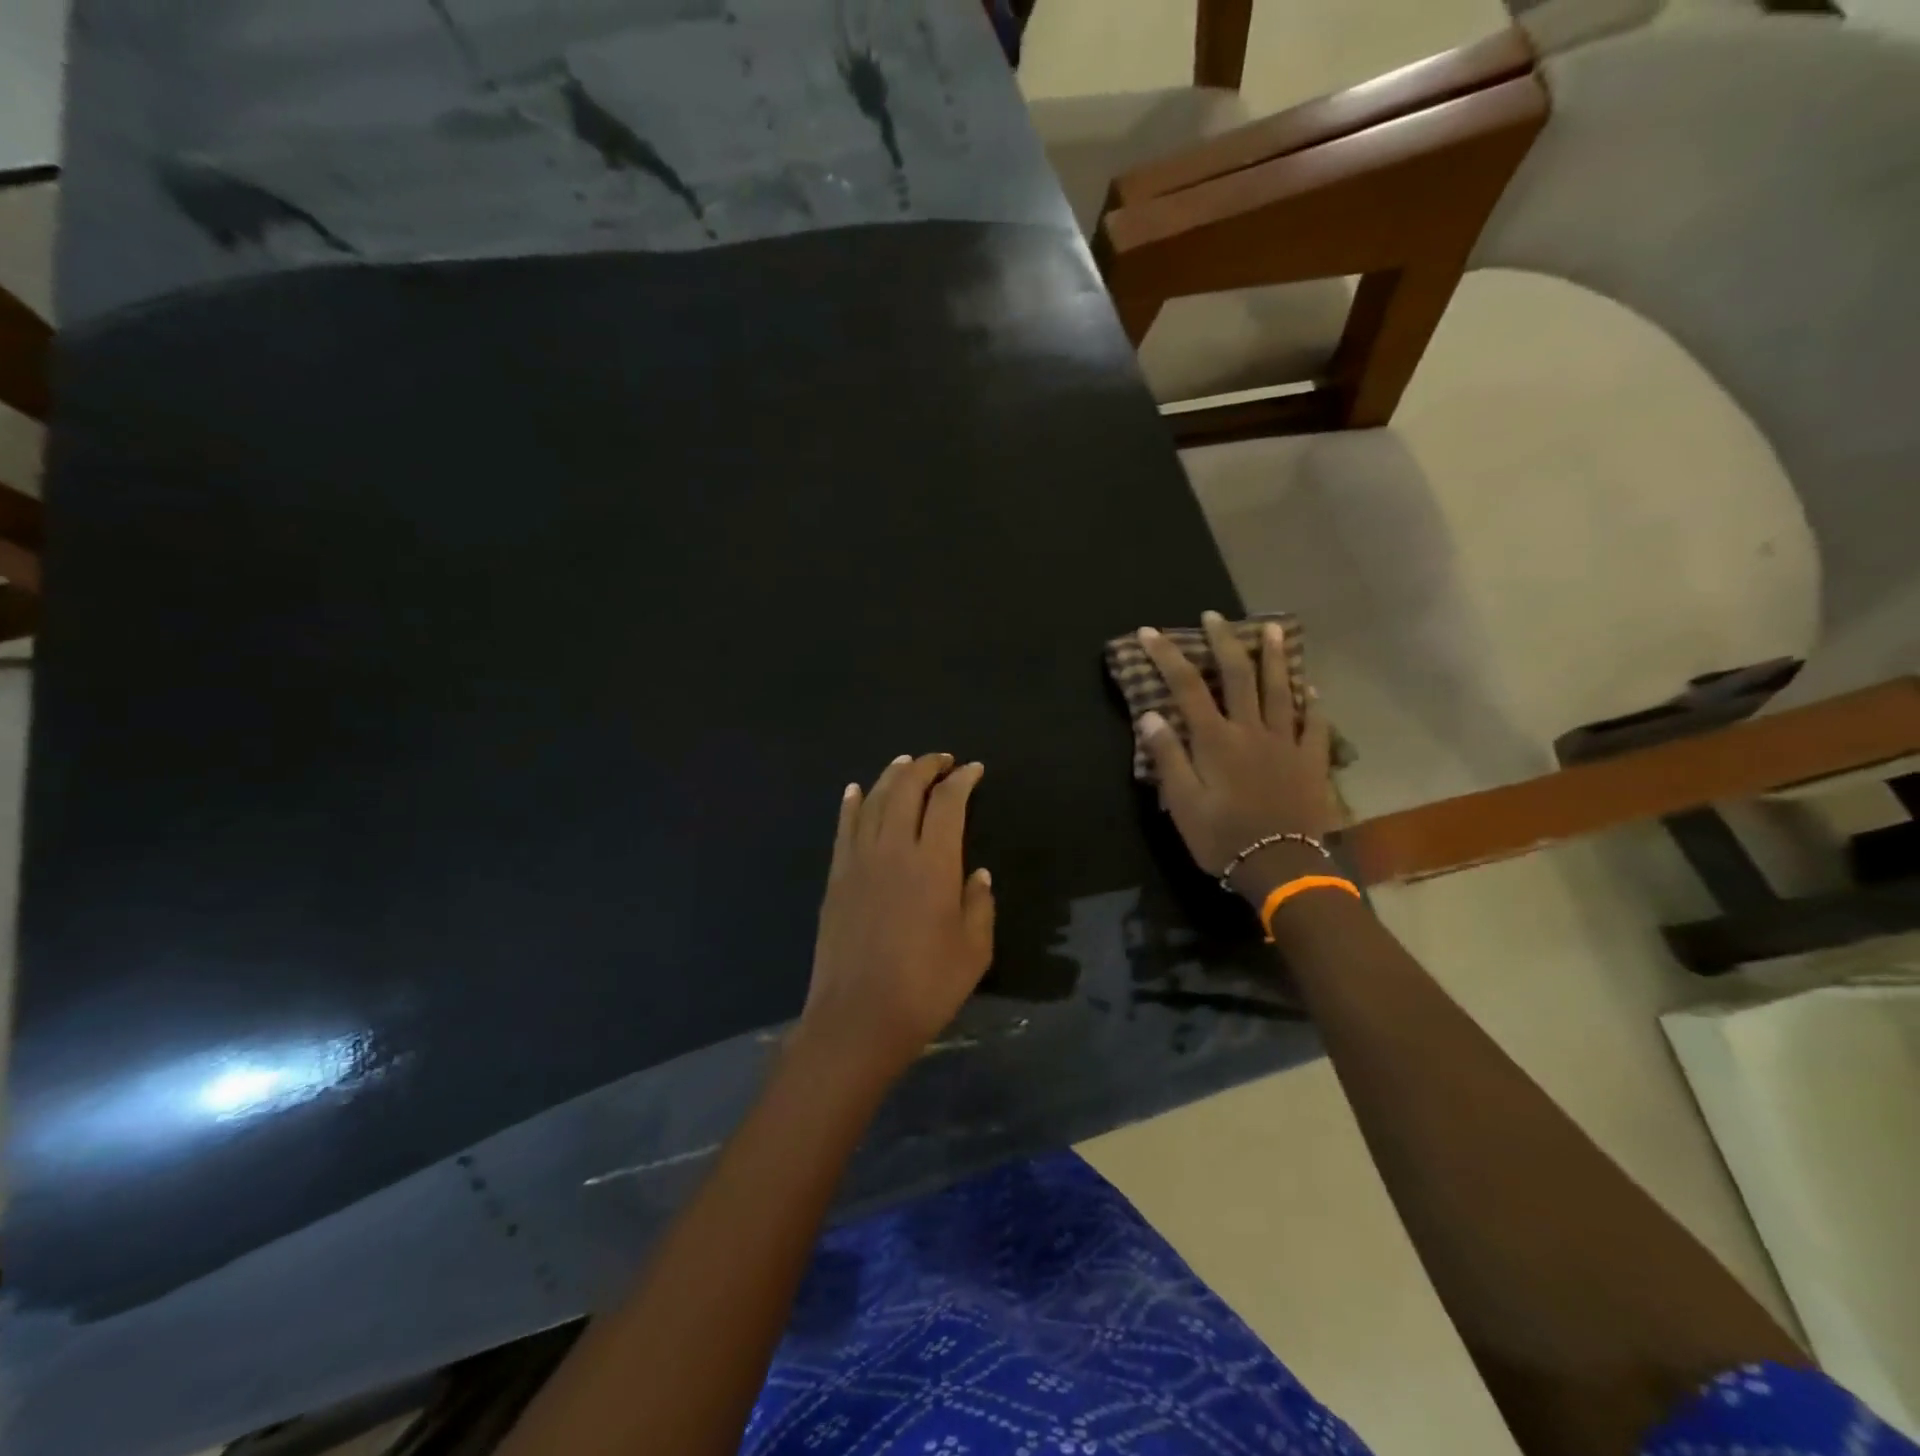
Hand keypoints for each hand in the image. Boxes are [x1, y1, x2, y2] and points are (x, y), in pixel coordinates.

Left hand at [797, 753, 995, 1086]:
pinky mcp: (836, 877)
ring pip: (873, 800)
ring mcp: (859, 860)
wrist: (858, 1019)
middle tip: (942, 760)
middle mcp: (894, 849)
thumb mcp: (974, 950)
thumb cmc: (926, 988)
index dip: (962, 780)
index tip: (973, 770)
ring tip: (905, 763)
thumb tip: (977, 874)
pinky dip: (851, 803)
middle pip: (906, 788)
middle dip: (926, 766)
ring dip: (891, 776)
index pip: (949, 803)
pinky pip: (844, 827)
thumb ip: (979, 904)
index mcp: (934, 863)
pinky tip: (855, 790)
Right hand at [1138, 614, 1340, 898]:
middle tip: (1214, 616)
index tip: (1150, 632)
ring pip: (1281, 689)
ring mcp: (1286, 742)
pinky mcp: (1311, 760)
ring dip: (1274, 657)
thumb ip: (1168, 757)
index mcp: (1215, 740)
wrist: (1282, 867)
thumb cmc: (1223, 838)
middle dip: (1223, 641)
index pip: (1187, 686)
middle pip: (1237, 675)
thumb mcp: (1183, 803)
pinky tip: (1311, 689)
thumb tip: (1150, 714)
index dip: (1167, 656)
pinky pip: (1315, 724)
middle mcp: (1251, 730)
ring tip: (1271, 629)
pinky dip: (1312, 703)